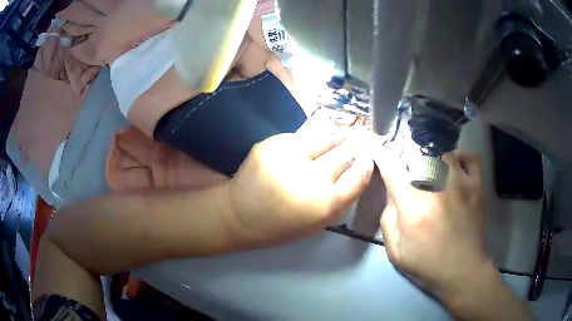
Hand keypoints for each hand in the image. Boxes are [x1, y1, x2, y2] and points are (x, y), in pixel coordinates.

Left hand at [226, 127, 373, 247]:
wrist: (238, 214)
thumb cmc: (281, 225)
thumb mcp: (317, 222)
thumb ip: (341, 198)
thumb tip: (360, 169)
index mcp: (322, 205)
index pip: (356, 178)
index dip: (365, 166)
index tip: (369, 158)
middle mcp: (308, 177)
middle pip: (343, 155)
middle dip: (354, 148)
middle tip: (359, 143)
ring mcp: (287, 157)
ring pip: (323, 138)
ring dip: (335, 138)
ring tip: (342, 136)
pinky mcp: (270, 144)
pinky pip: (300, 138)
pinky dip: (309, 142)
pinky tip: (310, 145)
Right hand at [375, 145, 489, 296]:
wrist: (463, 270)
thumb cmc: (427, 264)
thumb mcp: (395, 251)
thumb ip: (388, 219)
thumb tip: (392, 191)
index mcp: (413, 207)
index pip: (392, 169)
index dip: (383, 155)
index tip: (380, 151)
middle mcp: (437, 188)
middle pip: (418, 152)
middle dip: (407, 153)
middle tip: (408, 164)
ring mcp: (461, 183)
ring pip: (443, 150)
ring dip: (433, 155)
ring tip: (432, 166)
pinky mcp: (477, 185)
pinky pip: (470, 157)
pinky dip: (462, 157)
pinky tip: (456, 168)